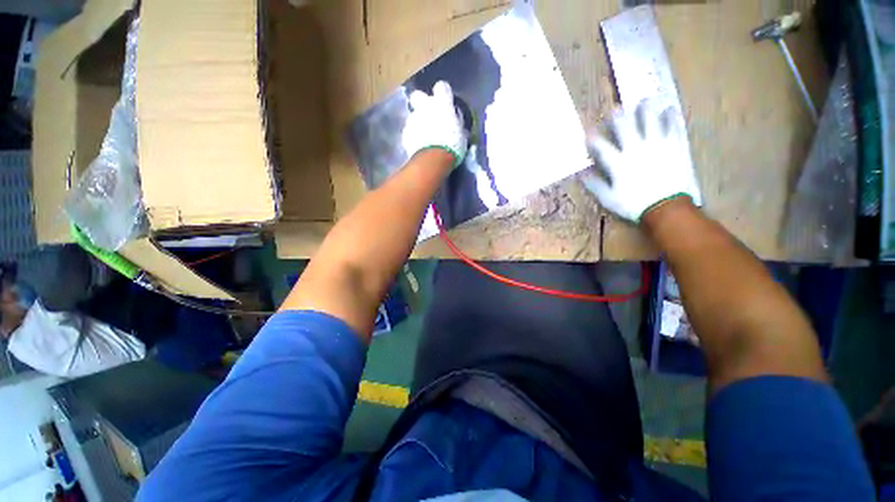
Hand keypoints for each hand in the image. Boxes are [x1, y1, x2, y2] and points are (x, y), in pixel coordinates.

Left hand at [402, 81, 467, 167]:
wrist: (433, 159)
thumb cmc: (452, 146)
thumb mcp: (461, 134)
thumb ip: (456, 124)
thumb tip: (457, 124)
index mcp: (442, 103)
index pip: (442, 87)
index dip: (443, 95)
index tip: (446, 103)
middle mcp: (425, 106)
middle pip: (418, 96)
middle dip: (422, 103)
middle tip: (429, 115)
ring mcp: (413, 119)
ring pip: (413, 115)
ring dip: (418, 123)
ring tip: (424, 136)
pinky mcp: (405, 133)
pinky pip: (409, 131)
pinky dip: (413, 136)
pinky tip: (418, 146)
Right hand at [581, 100, 701, 222]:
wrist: (667, 208)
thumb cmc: (634, 205)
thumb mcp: (608, 199)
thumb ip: (594, 185)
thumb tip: (581, 174)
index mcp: (618, 163)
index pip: (602, 147)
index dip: (593, 139)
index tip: (588, 134)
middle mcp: (636, 149)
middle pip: (625, 128)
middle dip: (618, 117)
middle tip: (616, 108)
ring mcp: (657, 145)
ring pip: (650, 121)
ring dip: (646, 110)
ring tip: (645, 100)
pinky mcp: (675, 147)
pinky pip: (673, 127)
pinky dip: (671, 118)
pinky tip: (669, 109)